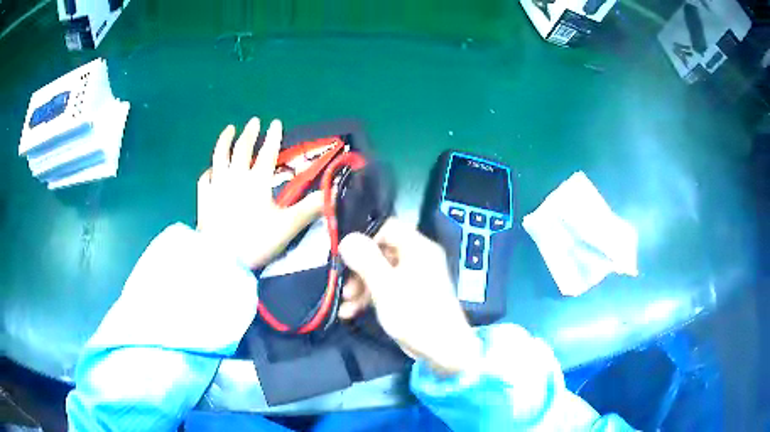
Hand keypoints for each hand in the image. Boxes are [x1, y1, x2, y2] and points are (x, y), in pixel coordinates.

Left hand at [197, 117, 322, 268]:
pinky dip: (209, 171)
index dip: (273, 136)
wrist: (222, 259)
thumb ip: (310, 207)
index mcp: (256, 182)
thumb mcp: (288, 226)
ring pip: (220, 156)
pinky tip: (211, 169)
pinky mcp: (204, 199)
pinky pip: (205, 178)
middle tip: (254, 121)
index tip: (275, 122)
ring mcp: (216, 186)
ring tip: (229, 129)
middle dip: (250, 133)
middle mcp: (235, 177)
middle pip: (242, 149)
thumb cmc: (256, 241)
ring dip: (225, 141)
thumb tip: (334, 191)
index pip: (267, 153)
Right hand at [338, 218, 482, 374]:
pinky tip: (351, 312)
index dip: (365, 238)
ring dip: (360, 286)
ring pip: (380, 272)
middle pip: (381, 252)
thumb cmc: (415, 314)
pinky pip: (386, 287)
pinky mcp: (410, 295)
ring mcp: (414, 277)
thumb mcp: (385, 286)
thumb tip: (348, 238)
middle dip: (358, 269)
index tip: (346, 255)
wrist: (443, 349)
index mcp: (418, 248)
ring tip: (346, 305)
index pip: (388, 227)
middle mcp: (417, 258)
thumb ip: (365, 260)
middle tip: (344, 287)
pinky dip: (370, 297)